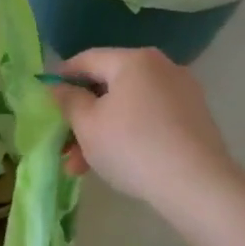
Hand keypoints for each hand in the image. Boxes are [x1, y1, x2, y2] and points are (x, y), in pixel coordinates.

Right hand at [45, 48, 239, 215]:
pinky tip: (116, 164)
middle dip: (82, 116)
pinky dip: (130, 135)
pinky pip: (151, 119)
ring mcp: (182, 93)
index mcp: (134, 60)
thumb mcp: (88, 125)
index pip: (87, 59)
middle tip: (63, 144)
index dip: (63, 76)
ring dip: (103, 132)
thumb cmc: (133, 147)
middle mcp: (161, 68)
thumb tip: (59, 88)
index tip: (46, 96)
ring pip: (129, 107)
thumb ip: (68, 101)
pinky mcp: (195, 119)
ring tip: (82, 167)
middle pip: (109, 86)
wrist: (198, 186)